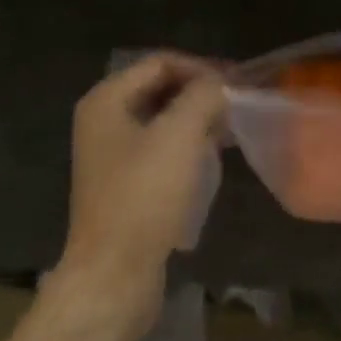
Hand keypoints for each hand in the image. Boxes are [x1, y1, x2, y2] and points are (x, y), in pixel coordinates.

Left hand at [54, 52, 226, 333]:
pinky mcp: (124, 185)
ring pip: (162, 120)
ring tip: (231, 128)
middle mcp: (103, 120)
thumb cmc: (143, 197)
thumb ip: (203, 96)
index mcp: (106, 100)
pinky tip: (212, 157)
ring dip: (196, 119)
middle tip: (236, 104)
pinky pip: (160, 149)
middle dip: (199, 93)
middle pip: (160, 88)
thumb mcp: (179, 135)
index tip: (235, 84)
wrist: (113, 277)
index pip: (160, 62)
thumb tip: (220, 84)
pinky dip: (187, 146)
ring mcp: (111, 155)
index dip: (200, 67)